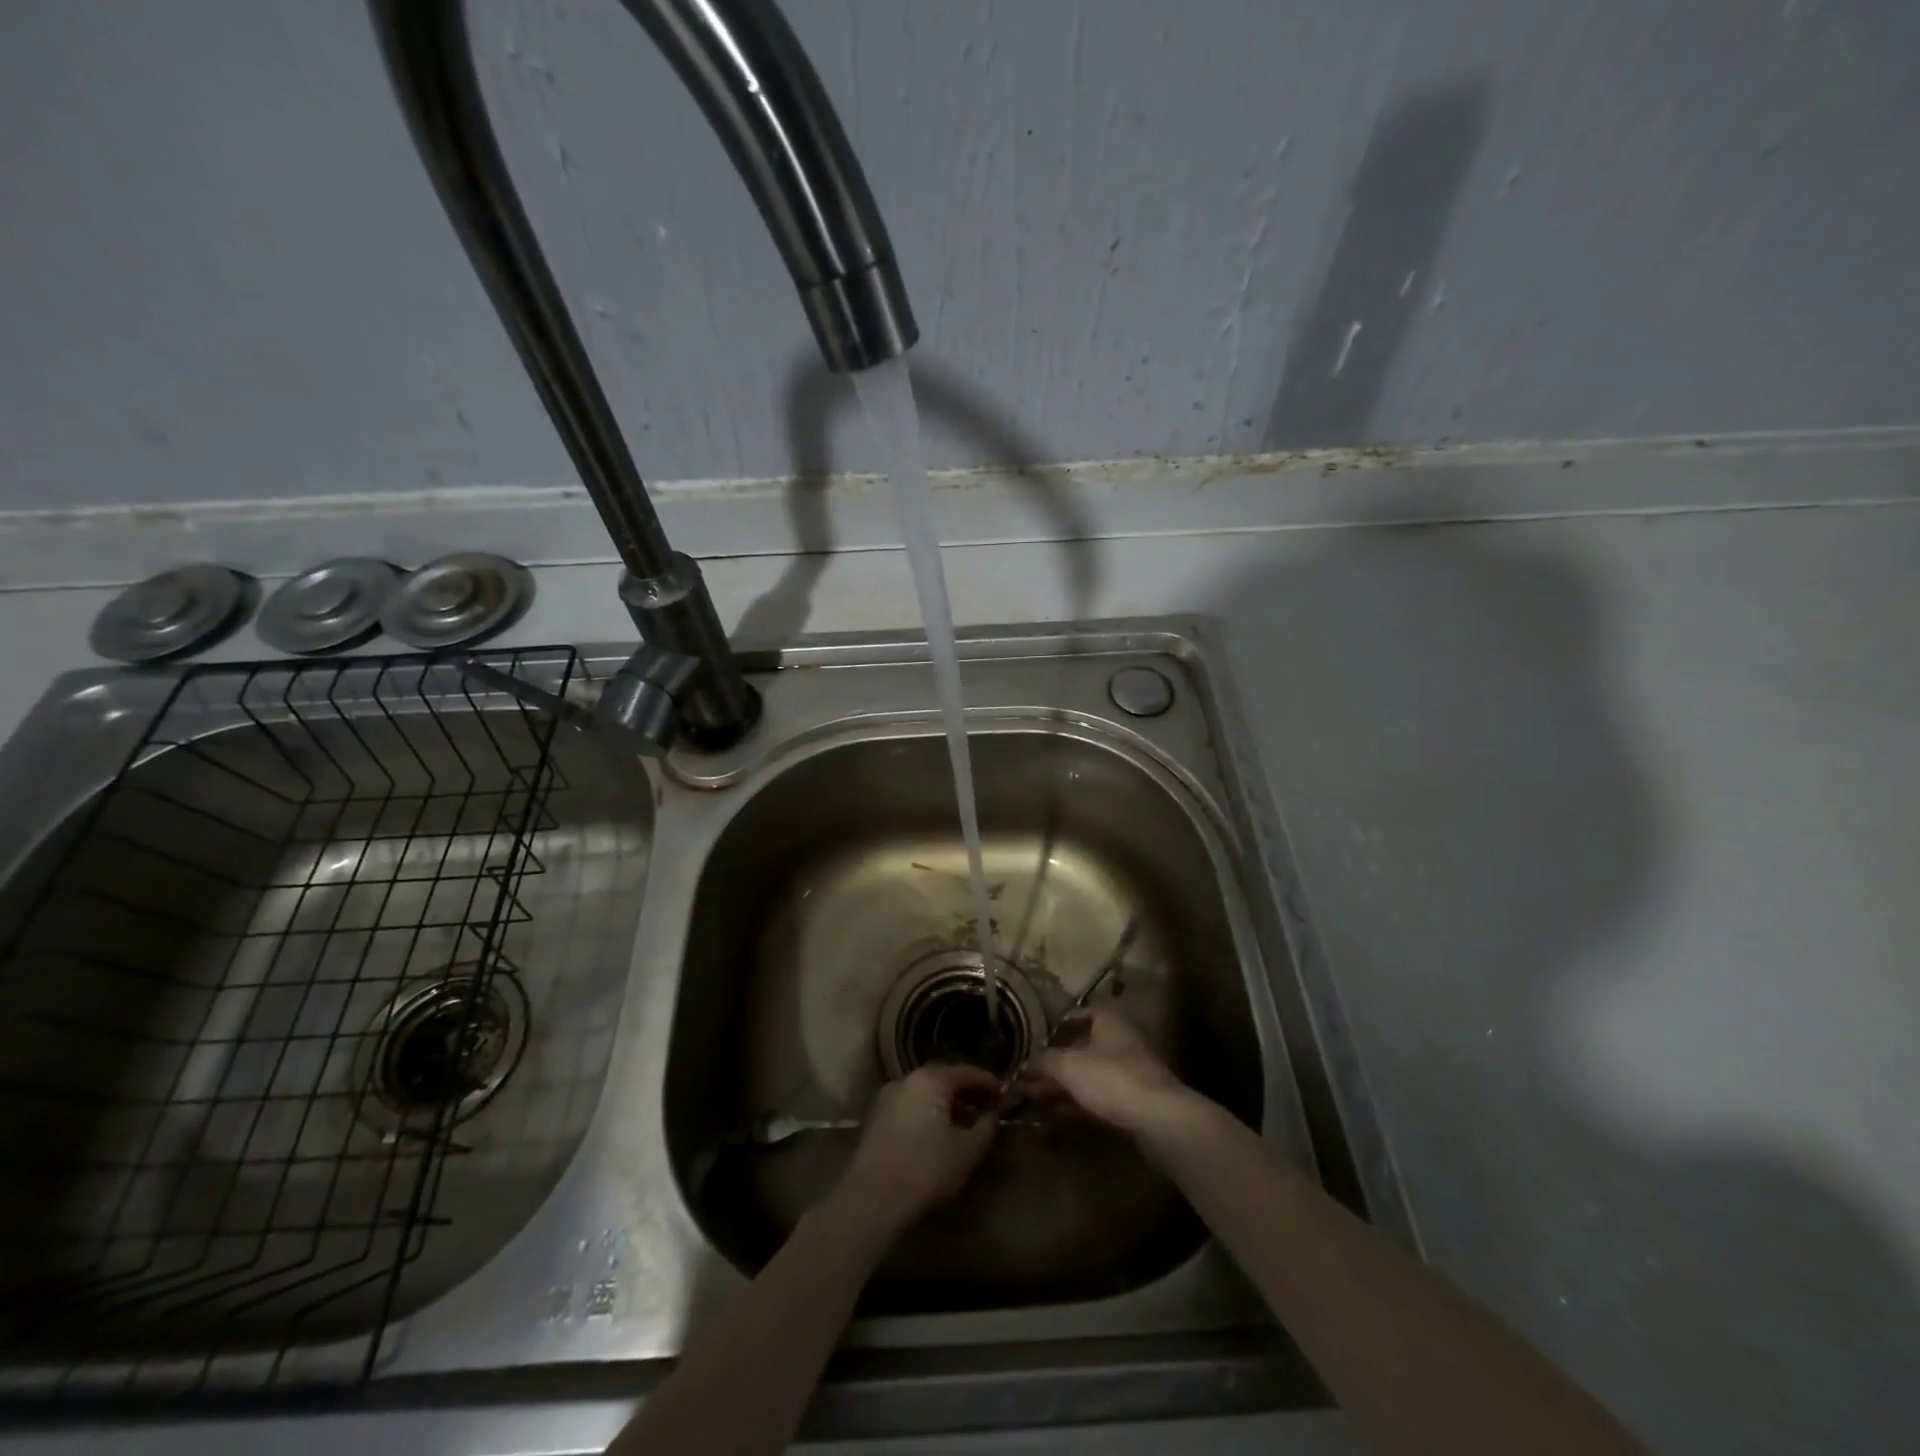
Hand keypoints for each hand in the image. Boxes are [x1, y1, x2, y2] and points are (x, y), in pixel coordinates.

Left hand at [833, 1063, 1000, 1236]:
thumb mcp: (968, 1151)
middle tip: (985, 1107)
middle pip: (944, 1078)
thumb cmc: (926, 1169)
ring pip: (925, 1092)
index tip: (1004, 1093)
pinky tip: (936, 1135)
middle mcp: (908, 1079)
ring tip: (963, 1124)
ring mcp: (888, 1097)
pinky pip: (910, 1106)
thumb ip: (986, 1128)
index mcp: (932, 1079)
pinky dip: (927, 1112)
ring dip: (945, 1103)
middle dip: (966, 1092)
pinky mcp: (876, 1118)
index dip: (988, 1082)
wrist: (872, 1198)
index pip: (967, 1072)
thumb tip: (993, 1115)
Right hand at [1019, 1008, 1191, 1136]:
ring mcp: (1130, 1072)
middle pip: (1083, 1048)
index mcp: (1110, 1020)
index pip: (1082, 1013)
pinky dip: (1077, 1104)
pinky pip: (1099, 1097)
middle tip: (1027, 1076)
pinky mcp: (1135, 1101)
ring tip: (1031, 1097)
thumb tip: (1027, 1063)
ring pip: (1089, 1075)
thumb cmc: (1112, 1077)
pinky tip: (1054, 1116)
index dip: (1059, 1024)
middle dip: (1054, 1063)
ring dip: (1062, 1086)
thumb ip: (1045, 1061)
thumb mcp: (1069, 1066)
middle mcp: (1121, 1040)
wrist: (1160, 1118)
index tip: (1039, 1037)